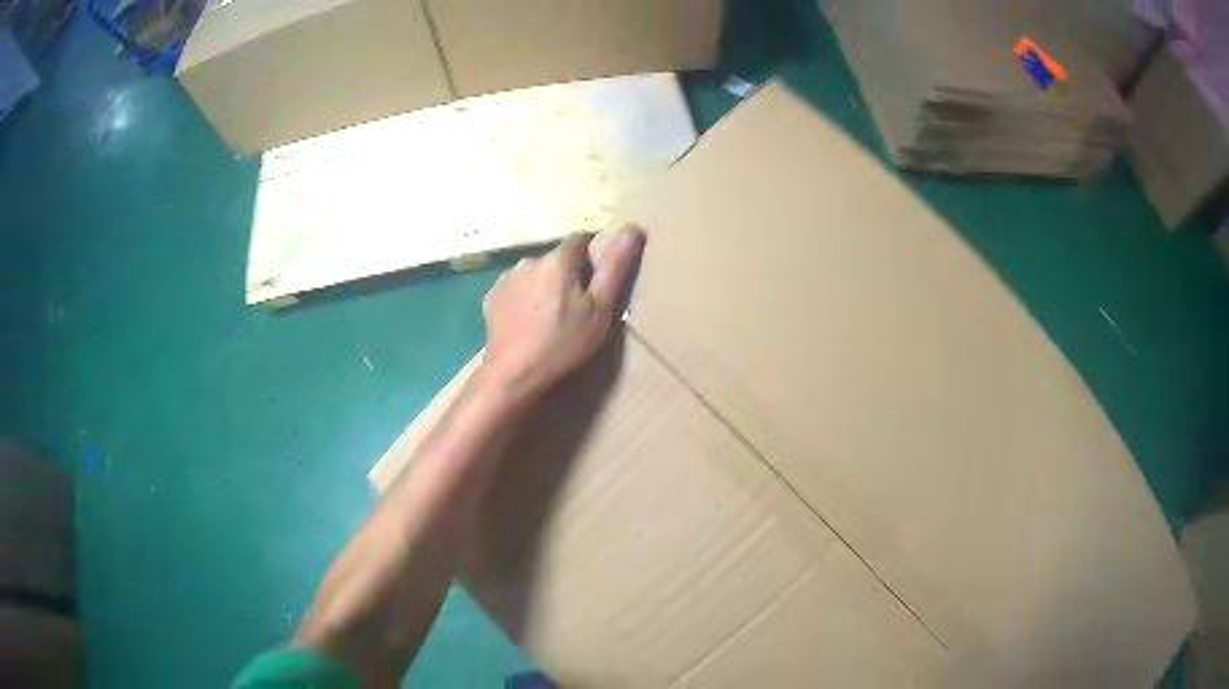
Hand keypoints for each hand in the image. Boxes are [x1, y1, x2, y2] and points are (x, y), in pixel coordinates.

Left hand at [478, 226, 645, 399]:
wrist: (513, 373)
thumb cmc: (563, 342)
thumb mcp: (600, 309)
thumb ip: (615, 267)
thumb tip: (633, 229)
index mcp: (558, 260)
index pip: (579, 242)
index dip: (589, 261)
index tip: (593, 288)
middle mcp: (529, 260)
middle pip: (555, 260)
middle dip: (565, 276)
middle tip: (574, 310)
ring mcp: (506, 279)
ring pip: (533, 274)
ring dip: (542, 287)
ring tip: (548, 320)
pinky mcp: (491, 297)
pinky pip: (515, 290)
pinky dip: (523, 300)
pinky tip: (527, 324)